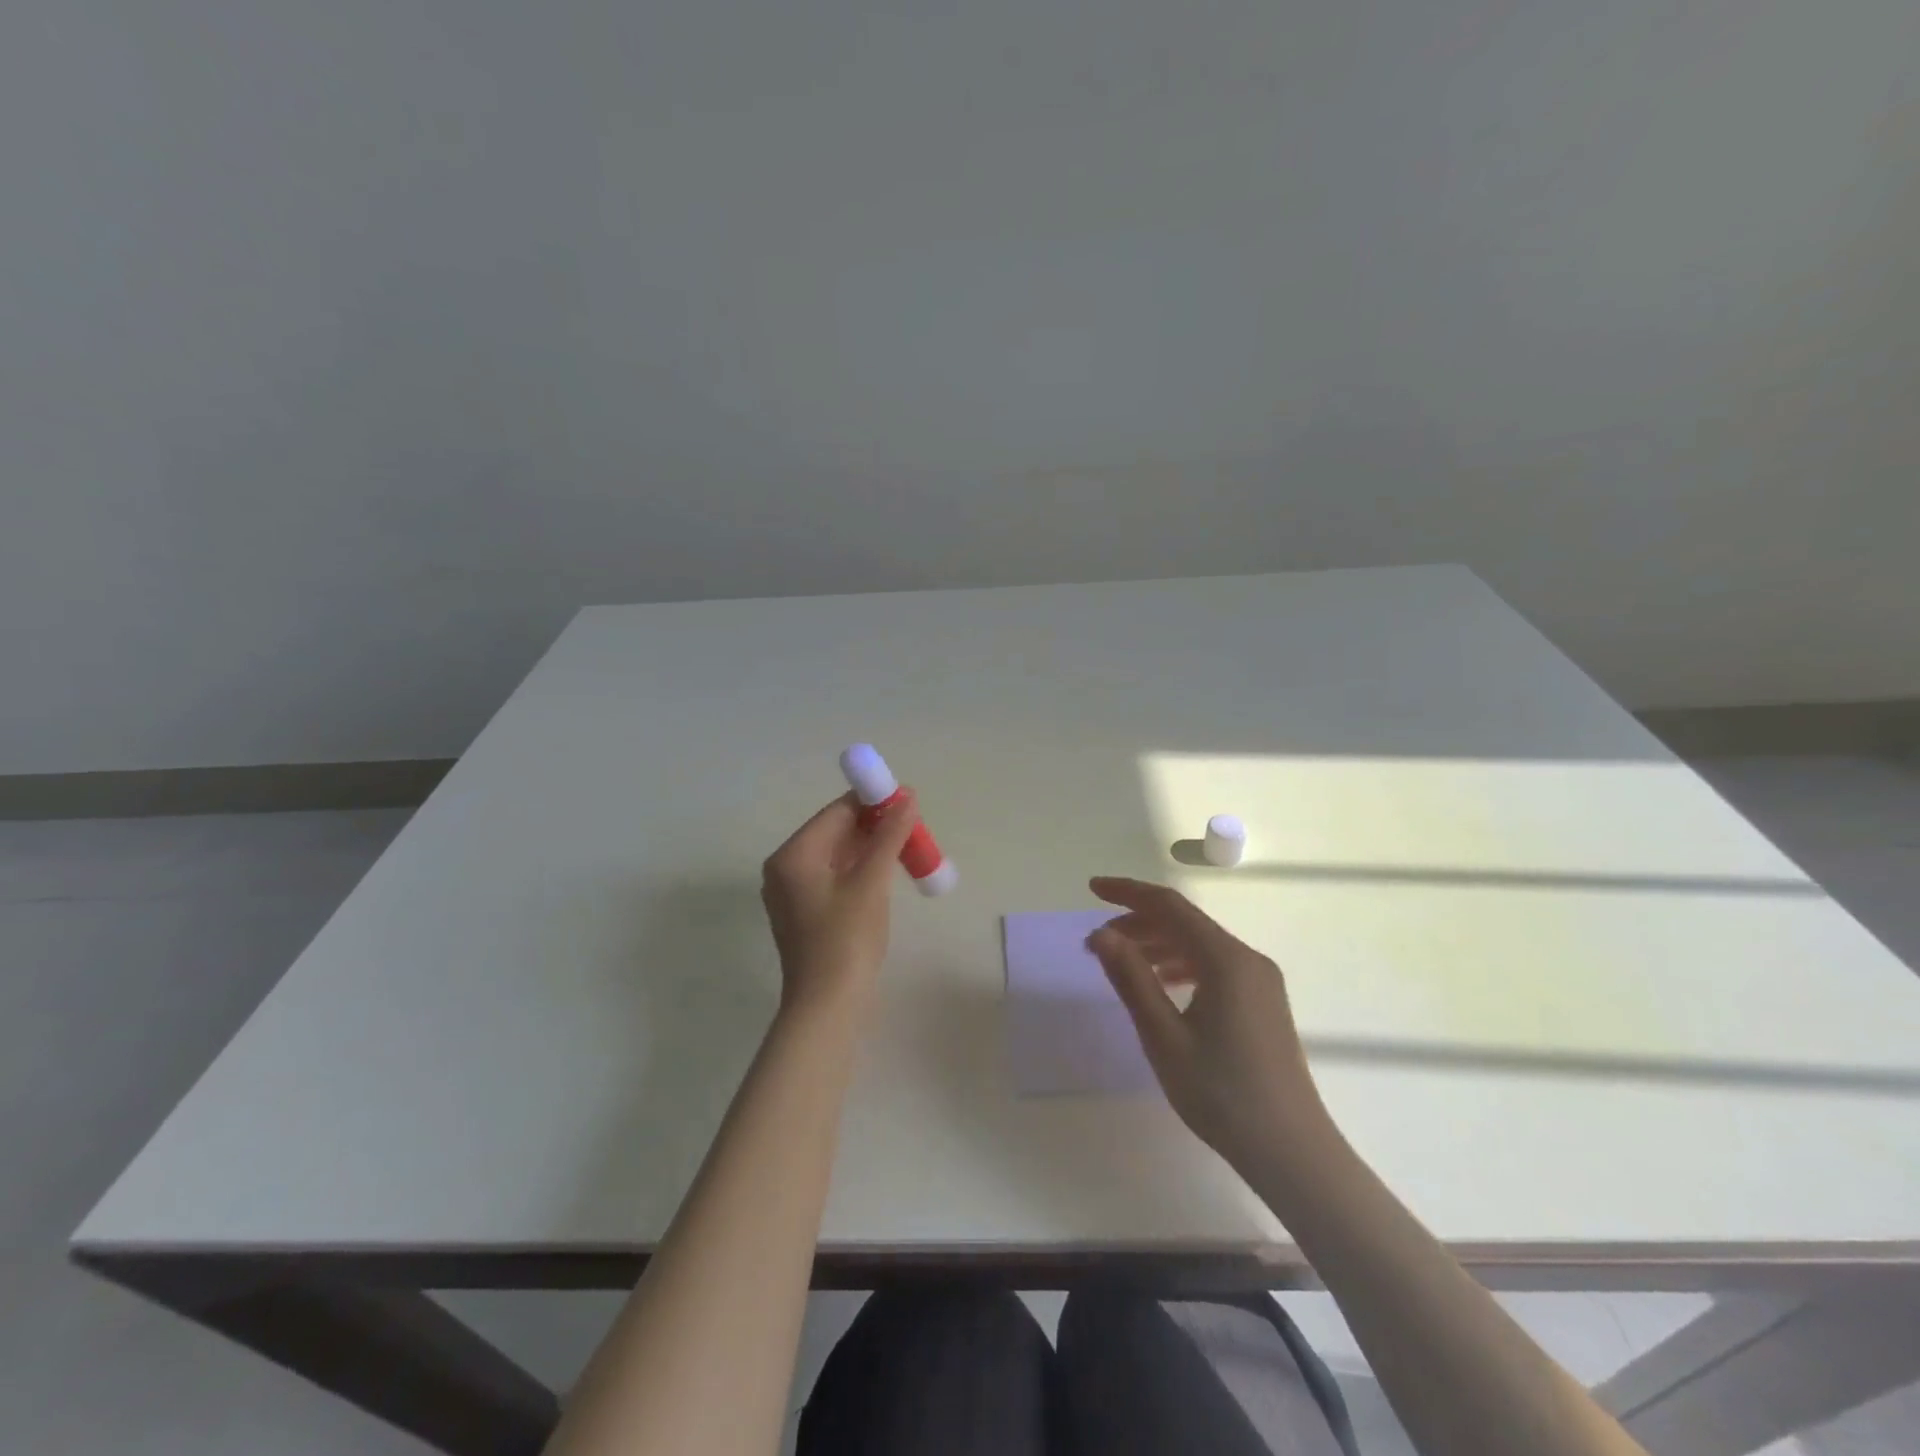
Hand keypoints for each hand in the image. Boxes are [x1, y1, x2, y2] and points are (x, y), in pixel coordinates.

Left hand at [761, 791, 919, 1019]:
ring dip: (871, 848)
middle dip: (874, 826)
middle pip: (834, 831)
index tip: (908, 801)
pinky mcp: (805, 913)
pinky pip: (834, 877)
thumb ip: (889, 835)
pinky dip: (860, 870)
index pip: (836, 812)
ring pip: (837, 855)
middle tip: (913, 826)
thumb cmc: (847, 940)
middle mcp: (785, 868)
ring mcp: (793, 893)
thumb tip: (908, 797)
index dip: (872, 802)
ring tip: (907, 847)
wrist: (828, 1008)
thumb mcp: (872, 882)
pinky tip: (888, 872)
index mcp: (793, 855)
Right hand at [1086, 877, 1331, 1182]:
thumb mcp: (1163, 1036)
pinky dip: (1181, 964)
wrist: (1292, 1152)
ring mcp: (1260, 981)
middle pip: (1186, 922)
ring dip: (1158, 944)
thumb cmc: (1221, 1094)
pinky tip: (1163, 984)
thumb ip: (1131, 978)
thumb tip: (1101, 933)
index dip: (1128, 892)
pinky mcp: (1263, 1003)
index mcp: (1225, 959)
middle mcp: (1247, 959)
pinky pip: (1215, 966)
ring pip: (1200, 944)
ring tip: (1122, 962)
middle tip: (1098, 941)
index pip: (1170, 906)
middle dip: (1139, 921)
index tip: (1092, 889)